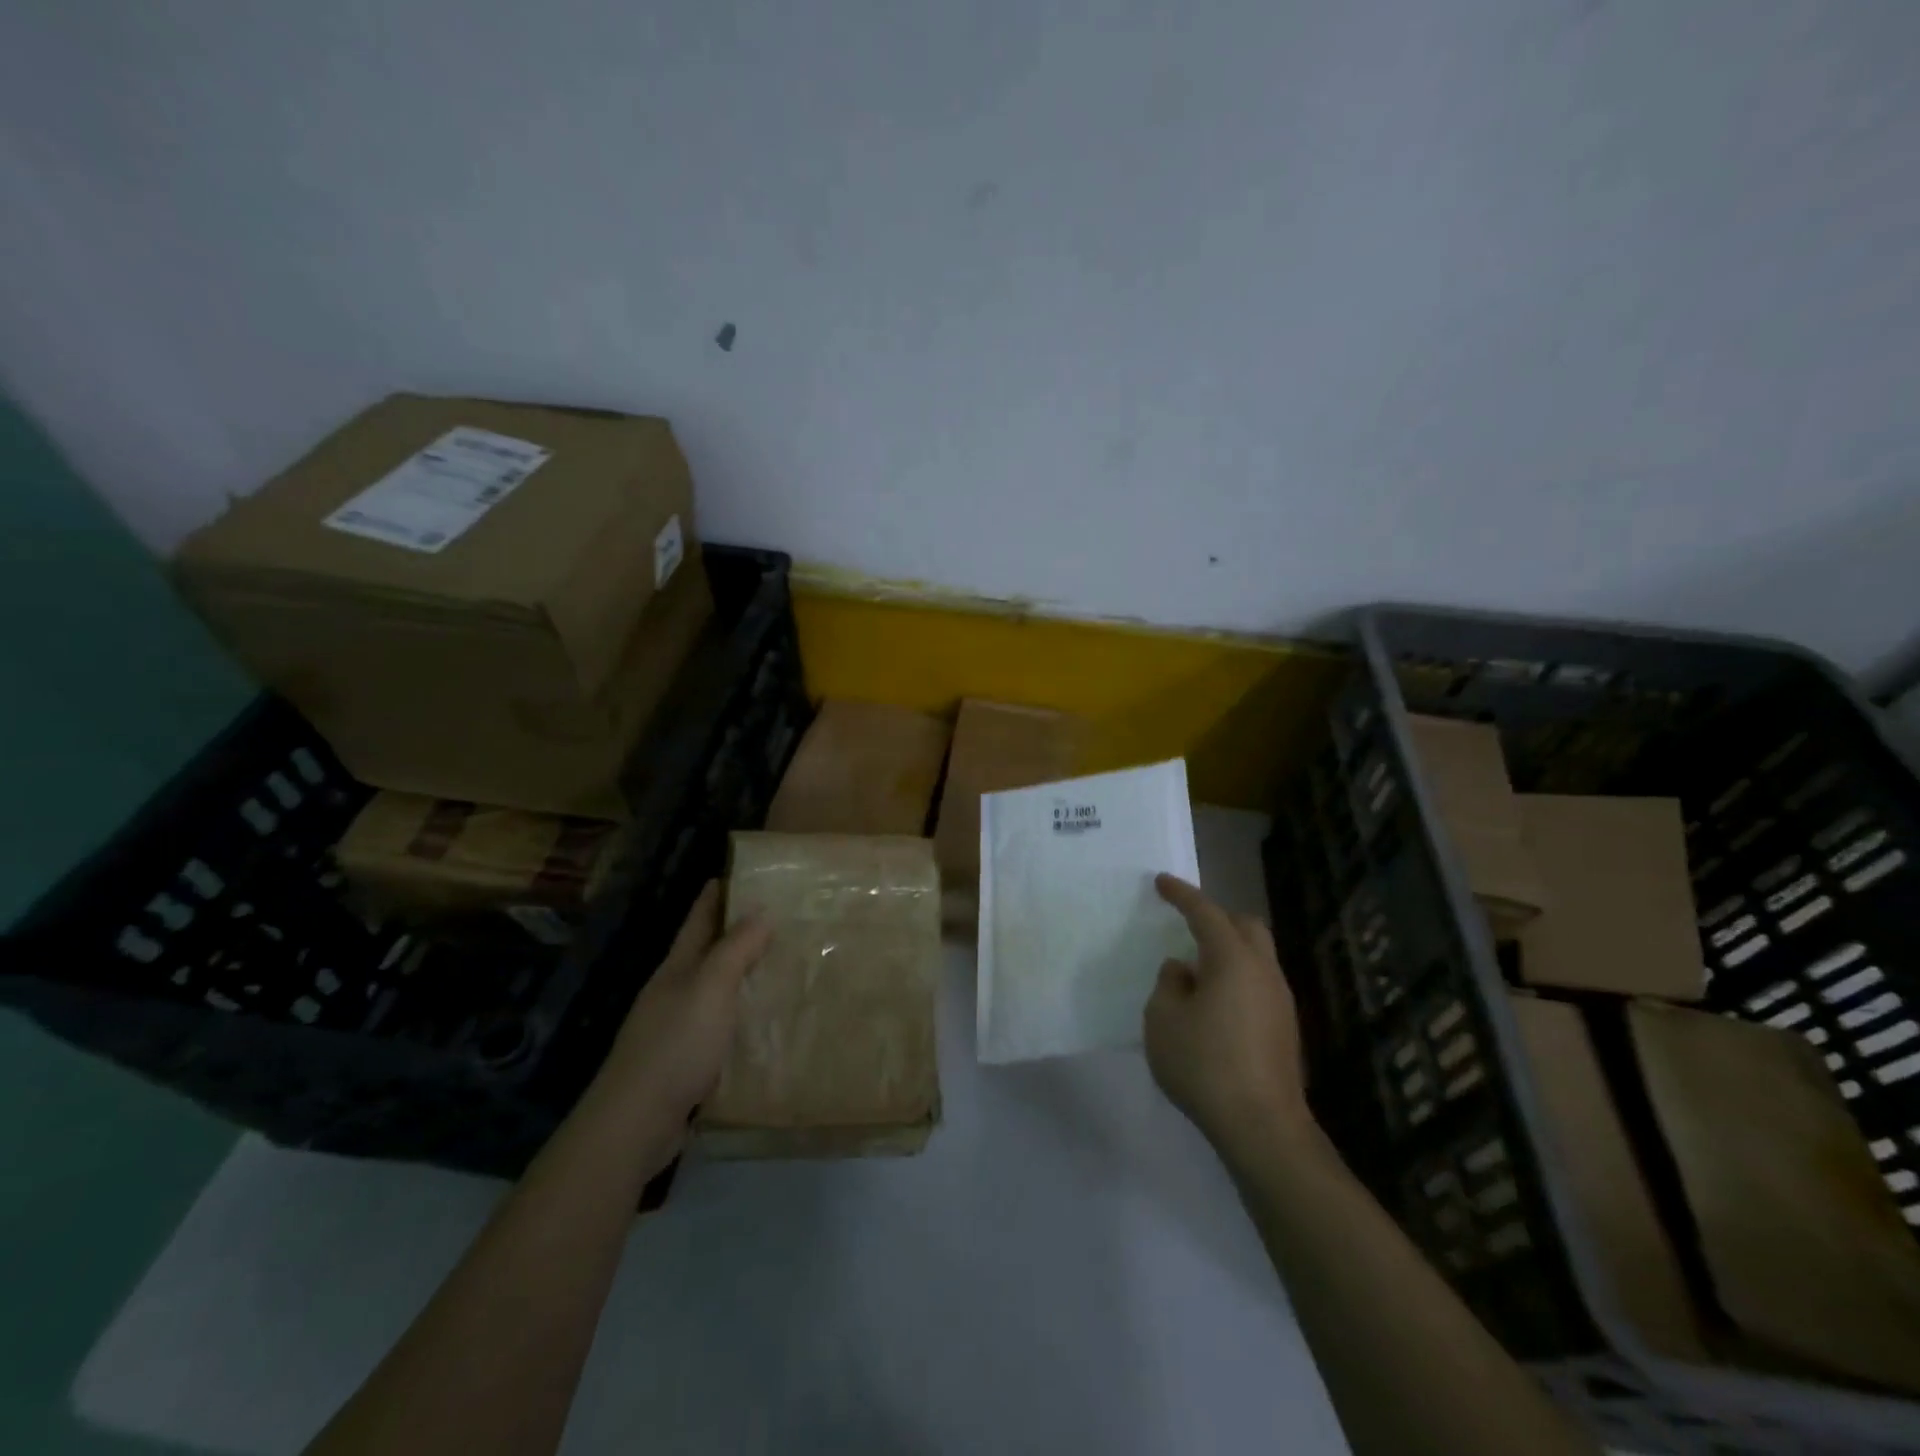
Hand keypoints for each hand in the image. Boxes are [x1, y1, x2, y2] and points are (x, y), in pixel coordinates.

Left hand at [594, 881, 770, 1143]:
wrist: (637, 1123)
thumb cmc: (676, 1044)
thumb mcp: (710, 987)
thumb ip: (736, 949)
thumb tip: (761, 910)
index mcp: (677, 968)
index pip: (698, 920)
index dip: (716, 894)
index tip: (740, 872)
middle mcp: (674, 992)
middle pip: (707, 952)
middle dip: (736, 932)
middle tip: (779, 917)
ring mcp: (677, 1029)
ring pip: (716, 990)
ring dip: (743, 975)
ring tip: (782, 965)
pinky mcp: (687, 1063)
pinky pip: (722, 1026)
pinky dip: (743, 1016)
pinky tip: (765, 1023)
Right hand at [1146, 874, 1310, 1157]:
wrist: (1262, 1127)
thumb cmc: (1204, 1064)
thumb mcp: (1163, 1019)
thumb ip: (1168, 984)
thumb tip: (1183, 970)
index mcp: (1233, 959)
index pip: (1206, 912)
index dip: (1182, 894)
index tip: (1161, 882)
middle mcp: (1263, 971)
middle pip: (1245, 926)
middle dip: (1216, 917)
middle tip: (1187, 923)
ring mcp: (1280, 1000)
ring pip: (1257, 955)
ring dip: (1228, 949)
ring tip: (1196, 969)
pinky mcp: (1285, 1028)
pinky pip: (1259, 982)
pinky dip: (1236, 976)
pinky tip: (1215, 1003)